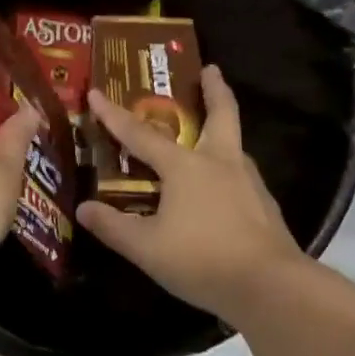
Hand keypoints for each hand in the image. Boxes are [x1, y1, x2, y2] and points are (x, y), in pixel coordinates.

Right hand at [78, 66, 308, 322]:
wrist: (270, 286)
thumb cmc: (201, 259)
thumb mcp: (146, 247)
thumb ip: (113, 227)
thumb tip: (84, 209)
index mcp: (186, 166)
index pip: (141, 134)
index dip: (114, 115)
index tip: (96, 91)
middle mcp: (220, 162)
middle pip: (221, 114)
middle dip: (214, 89)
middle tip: (210, 69)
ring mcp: (248, 182)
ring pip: (235, 143)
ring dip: (224, 127)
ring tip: (210, 132)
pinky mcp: (264, 205)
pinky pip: (242, 173)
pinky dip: (229, 166)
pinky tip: (223, 185)